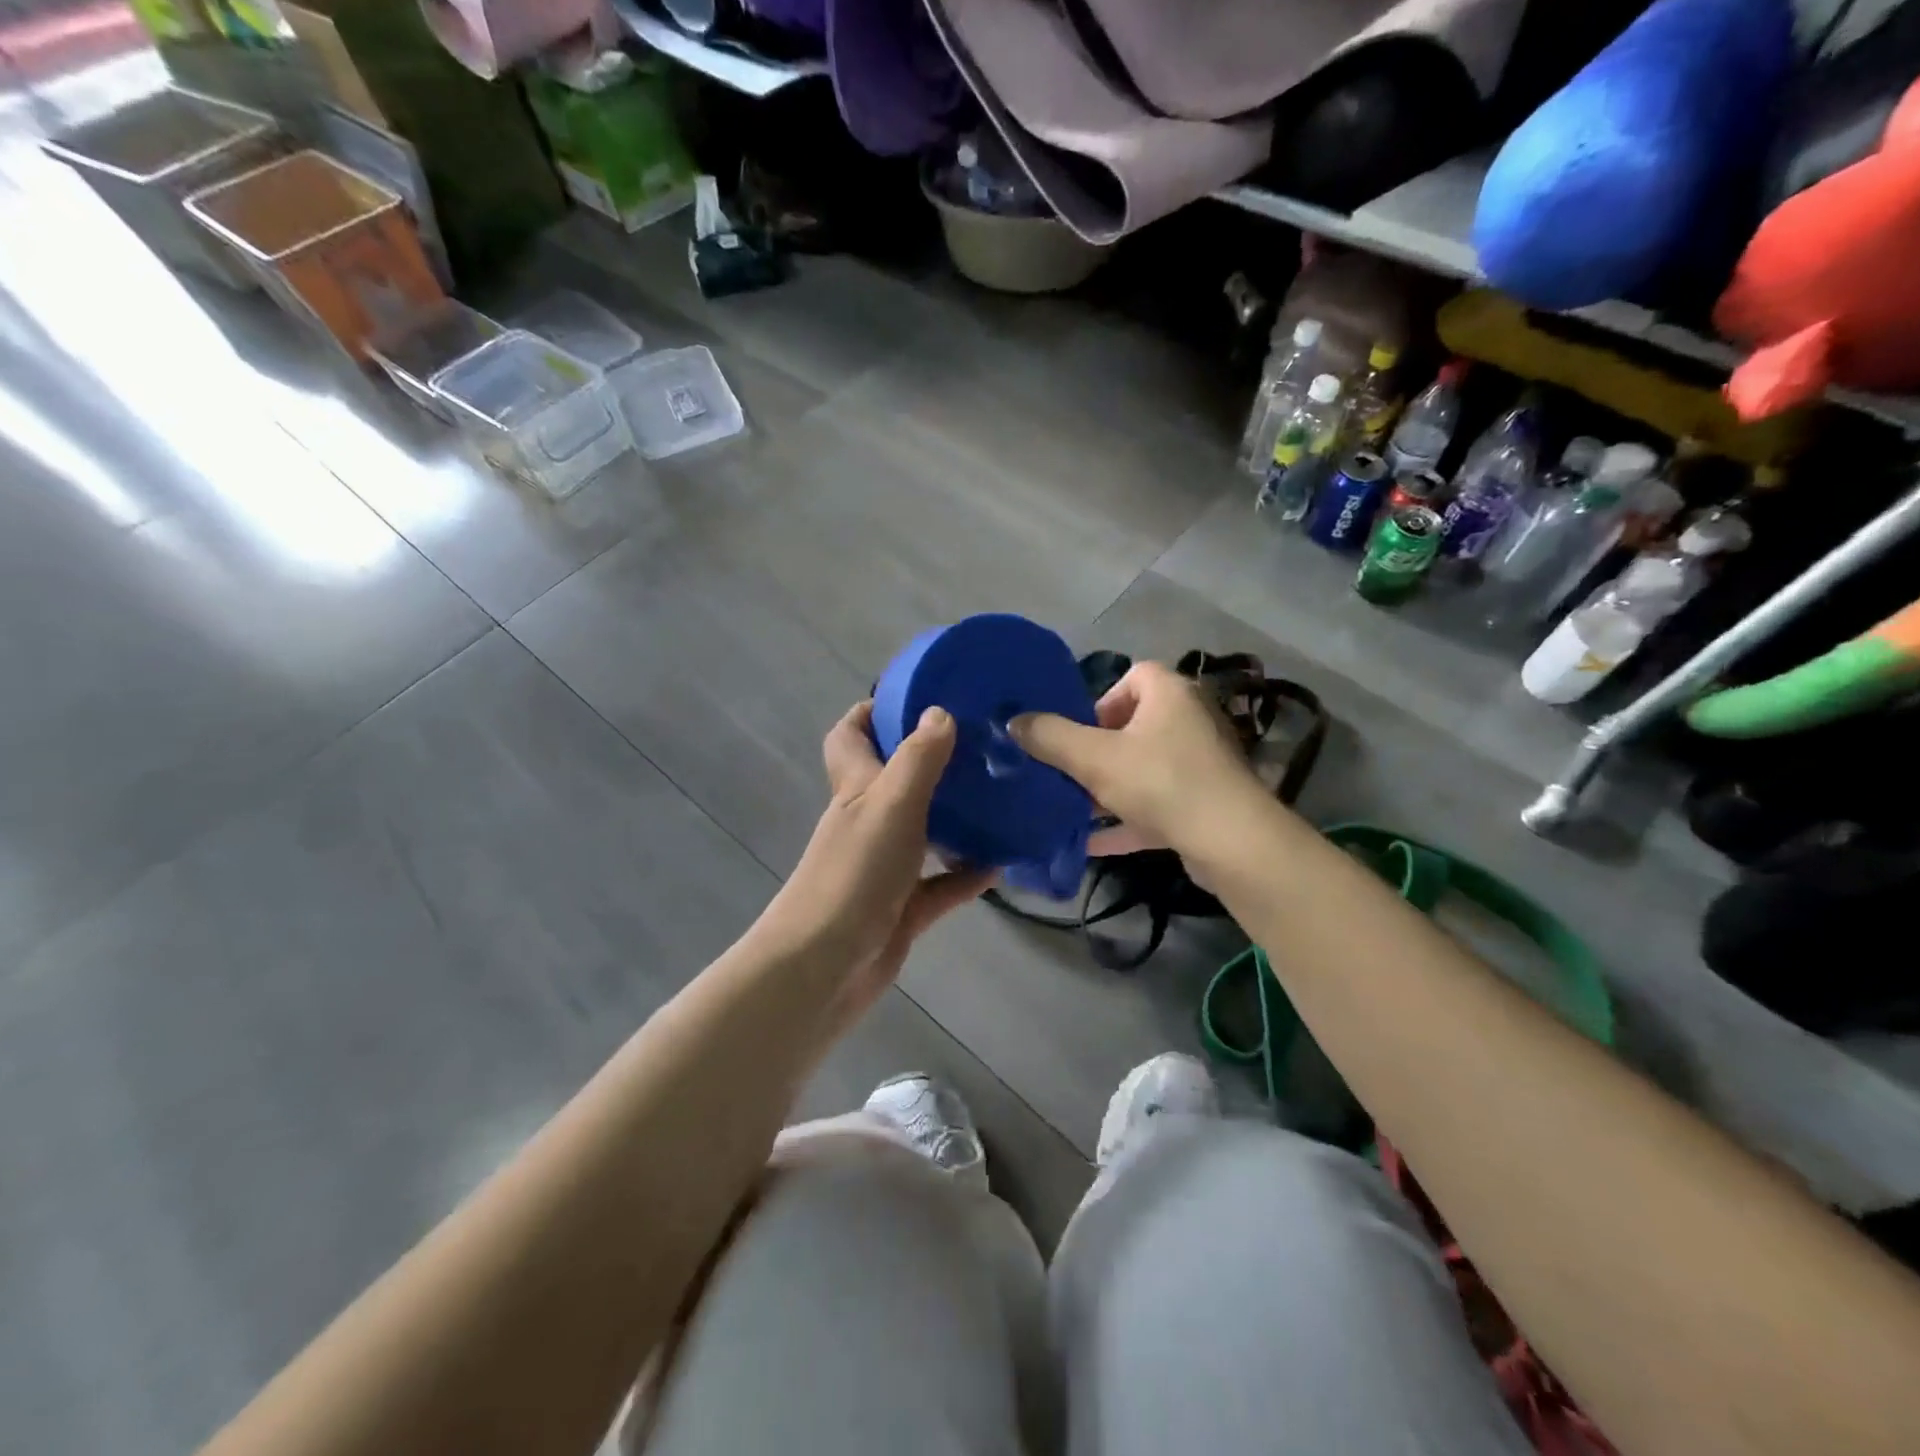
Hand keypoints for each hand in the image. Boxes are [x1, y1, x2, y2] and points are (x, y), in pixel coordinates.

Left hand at [759, 702, 993, 1036]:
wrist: (825, 966)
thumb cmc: (854, 874)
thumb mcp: (890, 804)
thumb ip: (918, 759)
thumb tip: (939, 711)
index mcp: (855, 788)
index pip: (850, 736)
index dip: (872, 712)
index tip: (916, 697)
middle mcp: (868, 821)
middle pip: (895, 780)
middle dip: (932, 762)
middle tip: (981, 748)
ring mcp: (885, 867)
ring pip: (925, 832)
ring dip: (957, 820)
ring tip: (1002, 801)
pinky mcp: (902, 908)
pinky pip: (942, 885)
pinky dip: (967, 875)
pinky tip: (1002, 866)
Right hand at [1011, 660, 1264, 859]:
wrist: (1231, 842)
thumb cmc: (1161, 782)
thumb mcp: (1094, 758)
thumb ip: (1050, 737)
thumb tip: (1013, 722)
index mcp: (1170, 694)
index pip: (1133, 676)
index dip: (1100, 701)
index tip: (1078, 732)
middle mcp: (1190, 720)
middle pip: (1134, 725)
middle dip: (1097, 750)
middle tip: (1071, 772)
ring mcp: (1201, 763)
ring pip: (1144, 768)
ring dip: (1108, 787)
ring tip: (1074, 807)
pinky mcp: (1204, 802)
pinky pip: (1156, 803)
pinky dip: (1126, 819)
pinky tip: (1092, 842)